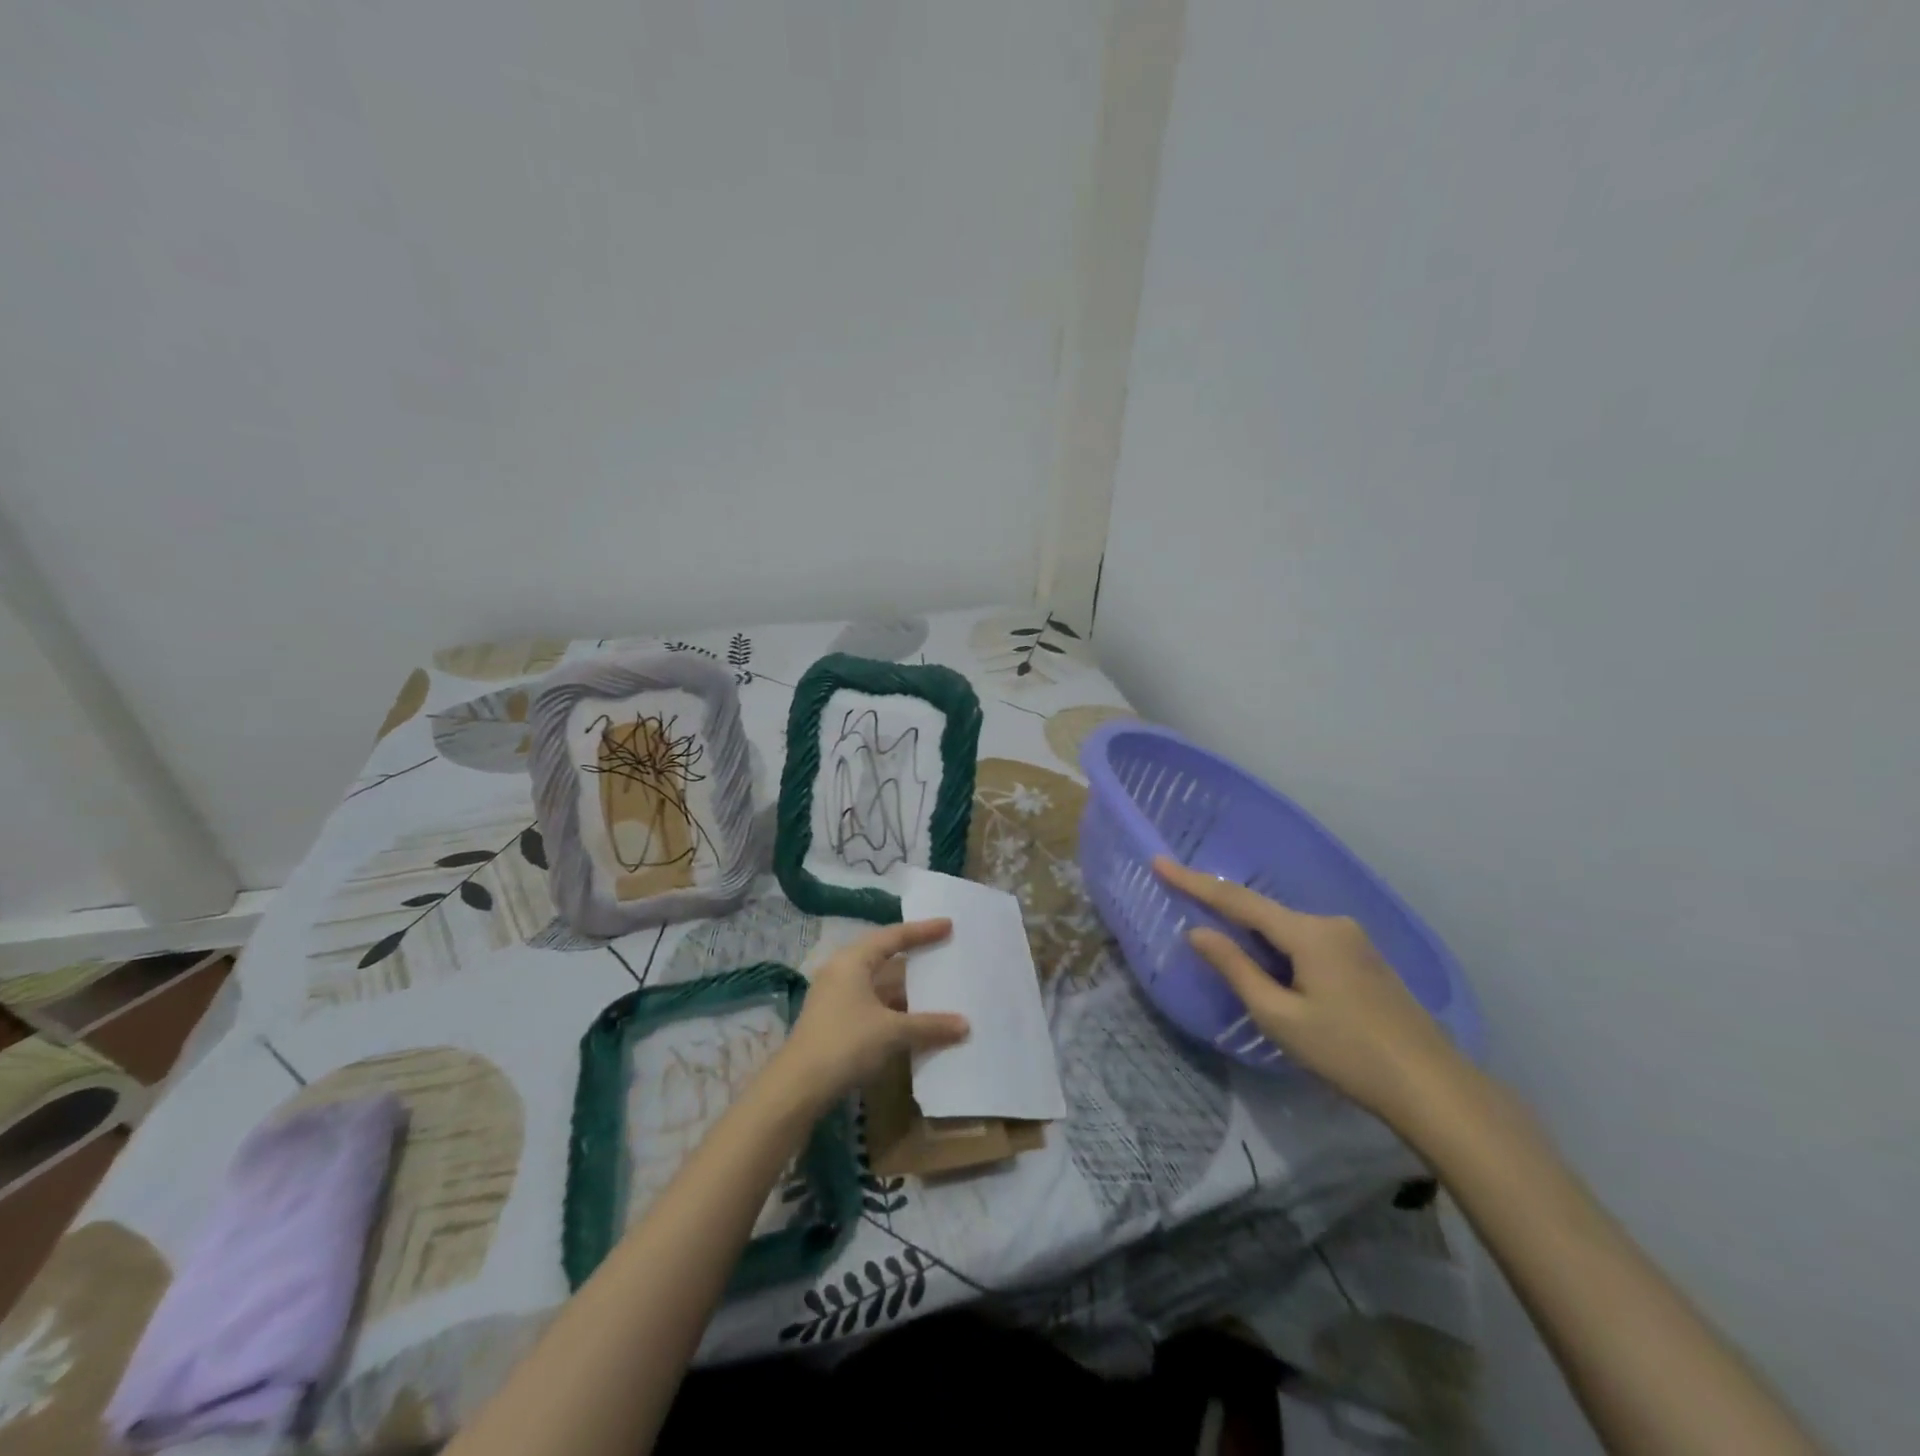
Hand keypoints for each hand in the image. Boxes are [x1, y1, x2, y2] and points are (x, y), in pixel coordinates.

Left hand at [776, 919, 970, 1105]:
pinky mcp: (835, 1021)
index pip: (893, 936)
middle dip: (915, 958)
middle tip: (944, 952)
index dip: (922, 931)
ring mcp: (836, 997)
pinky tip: (915, 1019)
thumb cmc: (846, 1043)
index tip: (948, 925)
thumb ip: (930, 1025)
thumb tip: (965, 1025)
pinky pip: (873, 1004)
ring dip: (906, 989)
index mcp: (853, 960)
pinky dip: (895, 1008)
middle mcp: (842, 971)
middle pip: (884, 957)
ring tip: (937, 988)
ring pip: (878, 984)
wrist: (797, 1087)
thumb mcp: (892, 1032)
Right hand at [1153, 858, 1467, 1128]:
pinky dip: (1280, 950)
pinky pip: (1307, 942)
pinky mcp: (1364, 959)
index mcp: (1307, 933)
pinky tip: (1275, 974)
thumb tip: (1197, 932)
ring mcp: (1352, 940)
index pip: (1237, 899)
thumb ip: (1236, 969)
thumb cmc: (1348, 1053)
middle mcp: (1330, 923)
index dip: (1194, 882)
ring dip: (1255, 937)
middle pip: (1264, 912)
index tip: (1159, 862)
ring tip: (1228, 954)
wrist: (1435, 1088)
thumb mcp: (1280, 1016)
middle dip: (1225, 911)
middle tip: (1187, 907)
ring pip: (1286, 929)